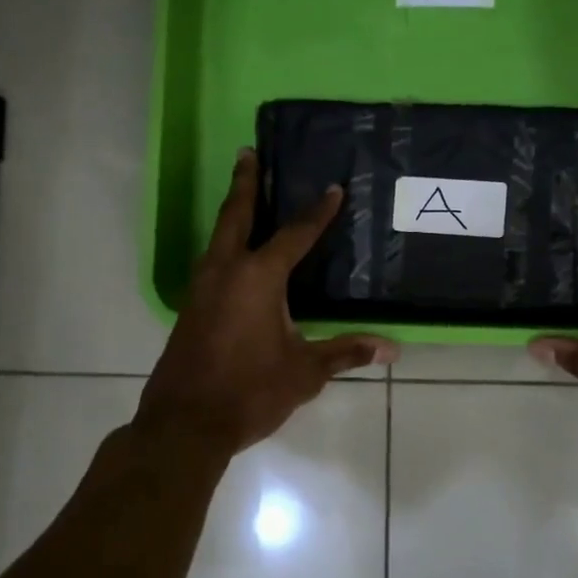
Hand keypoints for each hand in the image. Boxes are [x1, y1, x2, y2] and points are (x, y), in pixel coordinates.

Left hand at [134, 149, 397, 456]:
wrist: (185, 424)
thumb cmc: (250, 392)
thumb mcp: (306, 372)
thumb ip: (346, 352)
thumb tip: (392, 347)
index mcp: (258, 278)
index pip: (294, 235)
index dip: (317, 213)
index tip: (333, 190)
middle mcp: (225, 272)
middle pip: (235, 216)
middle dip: (245, 183)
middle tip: (247, 152)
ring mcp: (201, 289)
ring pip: (217, 237)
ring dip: (231, 213)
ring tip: (242, 195)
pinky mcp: (189, 309)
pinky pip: (210, 262)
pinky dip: (224, 245)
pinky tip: (233, 258)